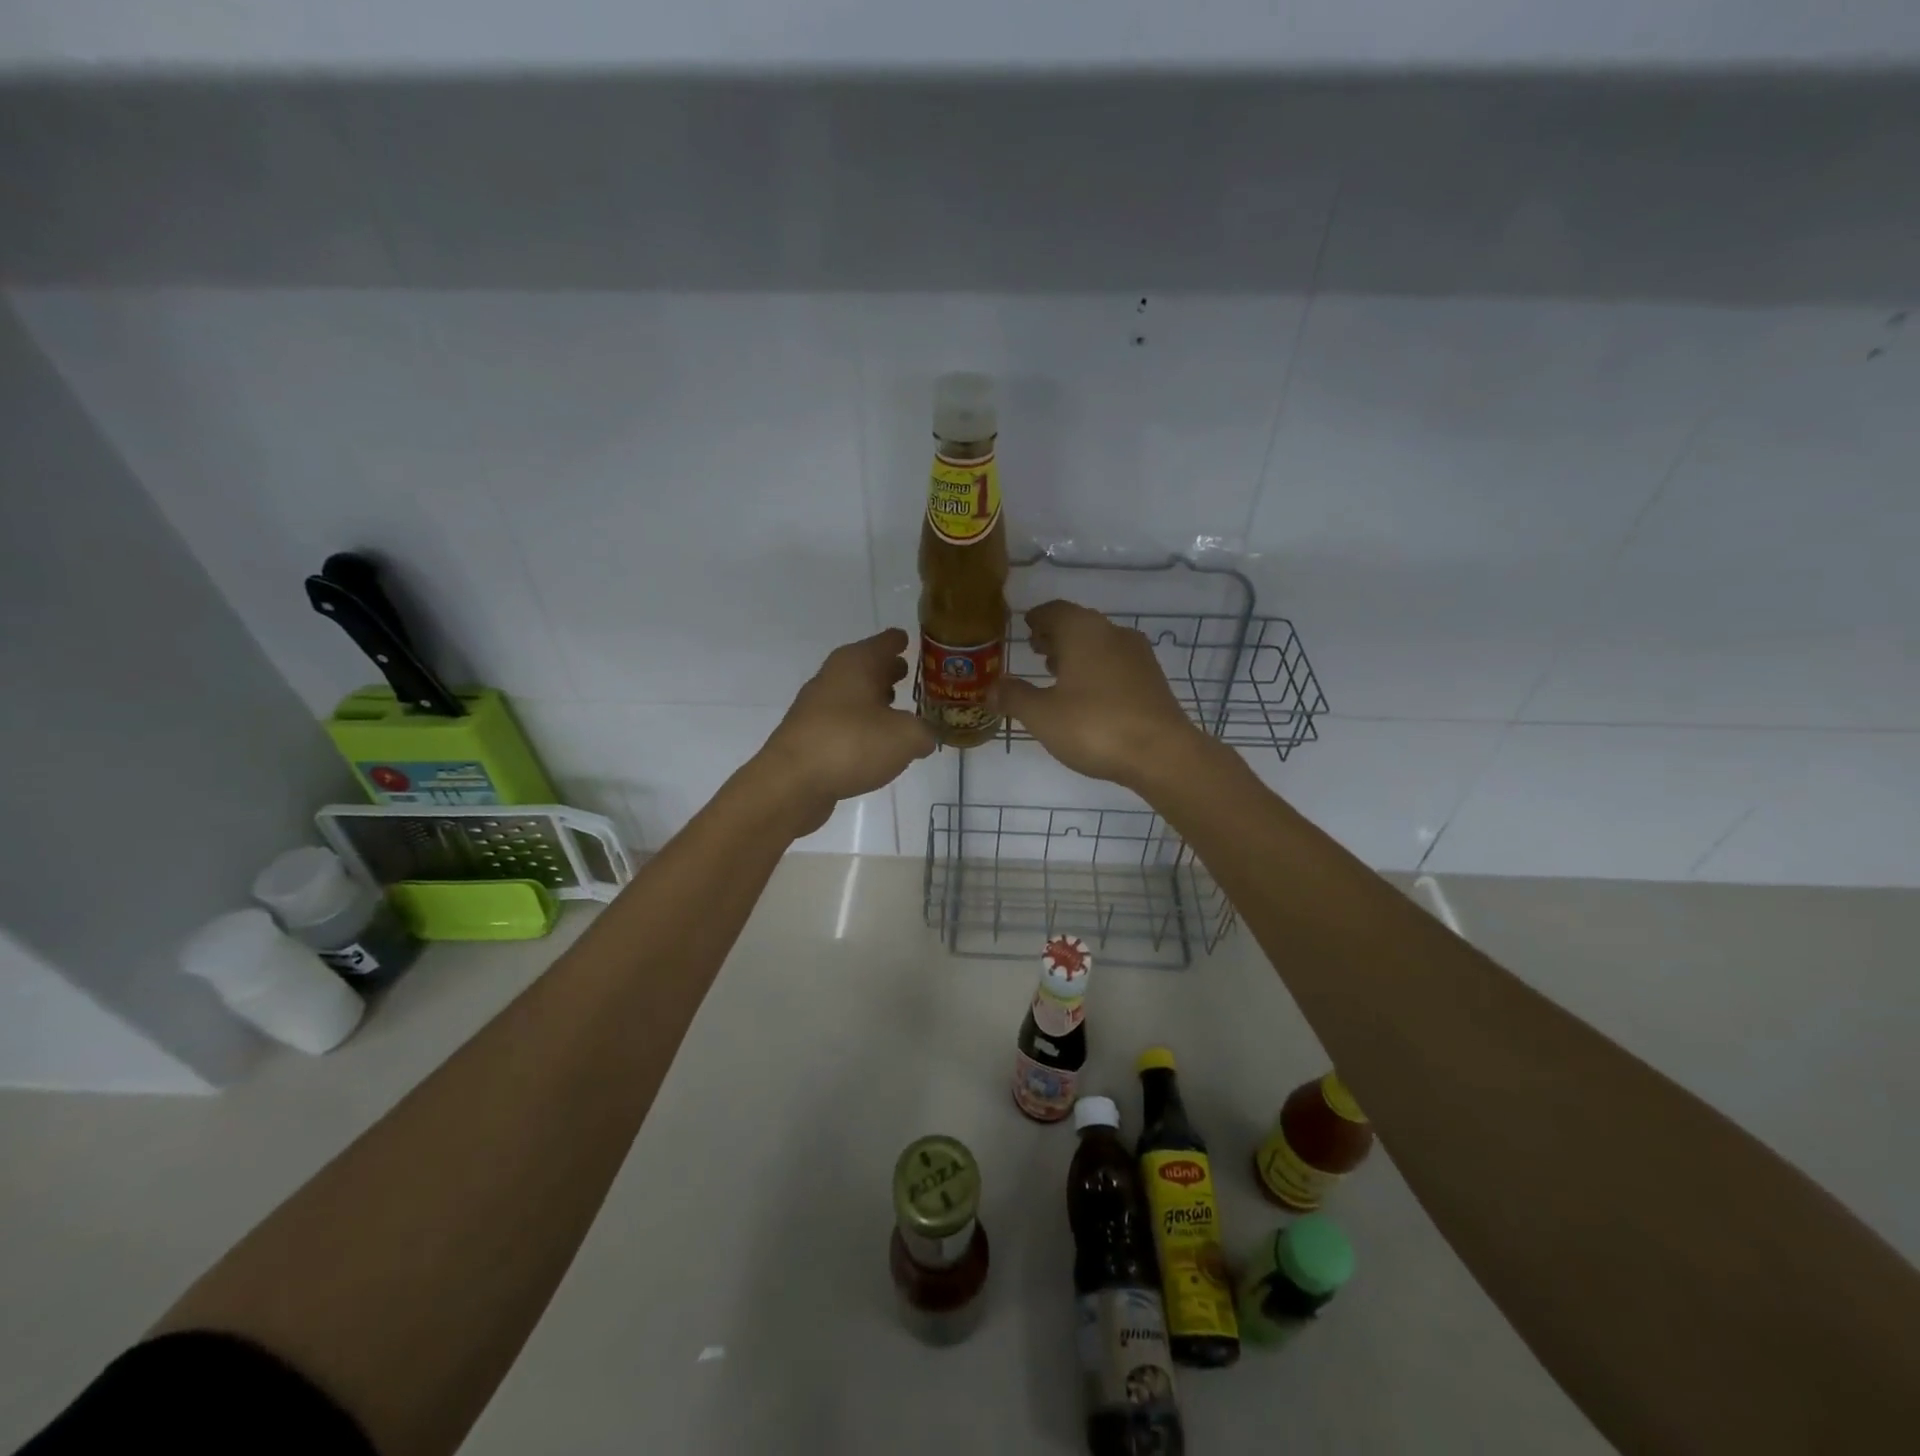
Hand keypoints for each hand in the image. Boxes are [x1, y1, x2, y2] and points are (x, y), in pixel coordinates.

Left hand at [753, 628, 935, 835]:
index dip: (900, 641)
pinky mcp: (808, 735)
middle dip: (887, 671)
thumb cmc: (852, 744)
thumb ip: (923, 733)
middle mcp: (834, 677)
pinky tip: (873, 743)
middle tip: (908, 674)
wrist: (792, 782)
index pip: (886, 642)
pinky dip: (859, 725)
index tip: (909, 641)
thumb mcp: (906, 737)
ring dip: (873, 699)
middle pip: (866, 666)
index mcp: (857, 663)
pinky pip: (842, 721)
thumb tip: (924, 737)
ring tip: (896, 710)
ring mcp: (816, 706)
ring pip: (852, 694)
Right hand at [994, 600, 1207, 789]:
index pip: (1054, 610)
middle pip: (1078, 624)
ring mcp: (1137, 654)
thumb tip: (991, 688)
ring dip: (1076, 653)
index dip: (1036, 618)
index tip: (1024, 628)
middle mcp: (1112, 632)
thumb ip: (1013, 697)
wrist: (1161, 753)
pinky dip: (1096, 669)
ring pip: (1099, 643)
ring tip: (1056, 673)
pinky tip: (1087, 695)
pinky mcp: (1152, 678)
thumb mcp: (1041, 715)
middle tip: (1035, 650)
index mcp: (1083, 630)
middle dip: (1055, 636)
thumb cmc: (1094, 726)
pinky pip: (1115, 663)